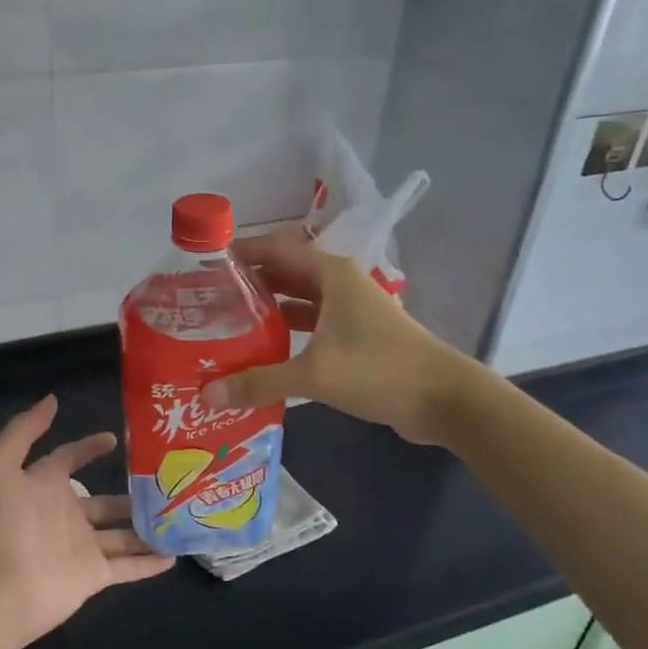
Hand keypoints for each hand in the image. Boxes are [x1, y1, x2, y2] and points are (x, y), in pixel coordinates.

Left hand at [0, 395, 172, 648]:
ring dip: (148, 526)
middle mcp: (67, 514)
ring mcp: (83, 546)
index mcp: (44, 486)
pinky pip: (128, 567)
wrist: (1, 586)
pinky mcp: (94, 576)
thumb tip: (52, 399)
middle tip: (168, 481)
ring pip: (123, 533)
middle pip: (106, 501)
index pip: (70, 459)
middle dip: (133, 492)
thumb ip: (24, 431)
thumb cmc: (2, 523)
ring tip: (181, 514)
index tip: (116, 438)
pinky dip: (150, 563)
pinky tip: (175, 554)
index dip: (90, 447)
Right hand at [204, 230, 451, 442]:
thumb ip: (259, 382)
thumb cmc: (380, 370)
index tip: (203, 266)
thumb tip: (207, 395)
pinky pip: (310, 327)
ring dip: (266, 312)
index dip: (240, 253)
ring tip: (224, 326)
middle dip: (247, 284)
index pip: (275, 248)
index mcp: (330, 274)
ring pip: (297, 302)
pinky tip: (260, 353)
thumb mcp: (315, 374)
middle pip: (283, 274)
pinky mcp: (355, 338)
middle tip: (205, 302)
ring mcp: (348, 311)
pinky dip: (286, 335)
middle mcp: (337, 284)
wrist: (444, 399)